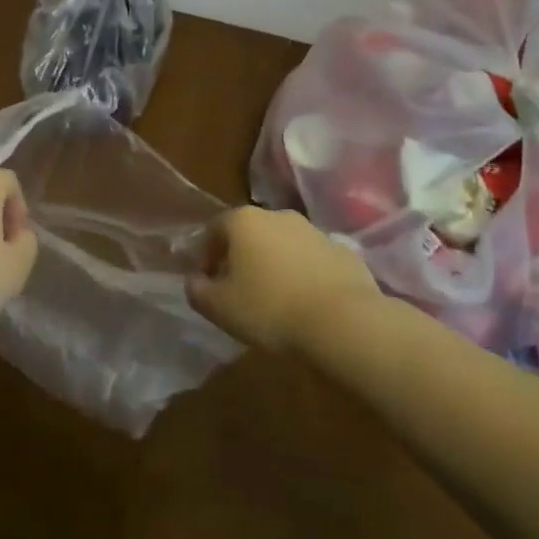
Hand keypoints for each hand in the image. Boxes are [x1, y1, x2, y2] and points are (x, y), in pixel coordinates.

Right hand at [187, 206, 379, 352]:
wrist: (344, 323)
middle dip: (241, 257)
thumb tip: (194, 281)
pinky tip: (307, 304)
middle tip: (239, 291)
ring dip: (275, 264)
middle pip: (250, 233)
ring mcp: (314, 231)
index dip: (205, 256)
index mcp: (243, 221)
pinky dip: (305, 275)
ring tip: (275, 300)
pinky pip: (313, 261)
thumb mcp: (219, 308)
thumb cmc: (270, 309)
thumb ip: (197, 290)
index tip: (207, 284)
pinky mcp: (344, 252)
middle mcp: (278, 216)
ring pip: (283, 245)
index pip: (213, 230)